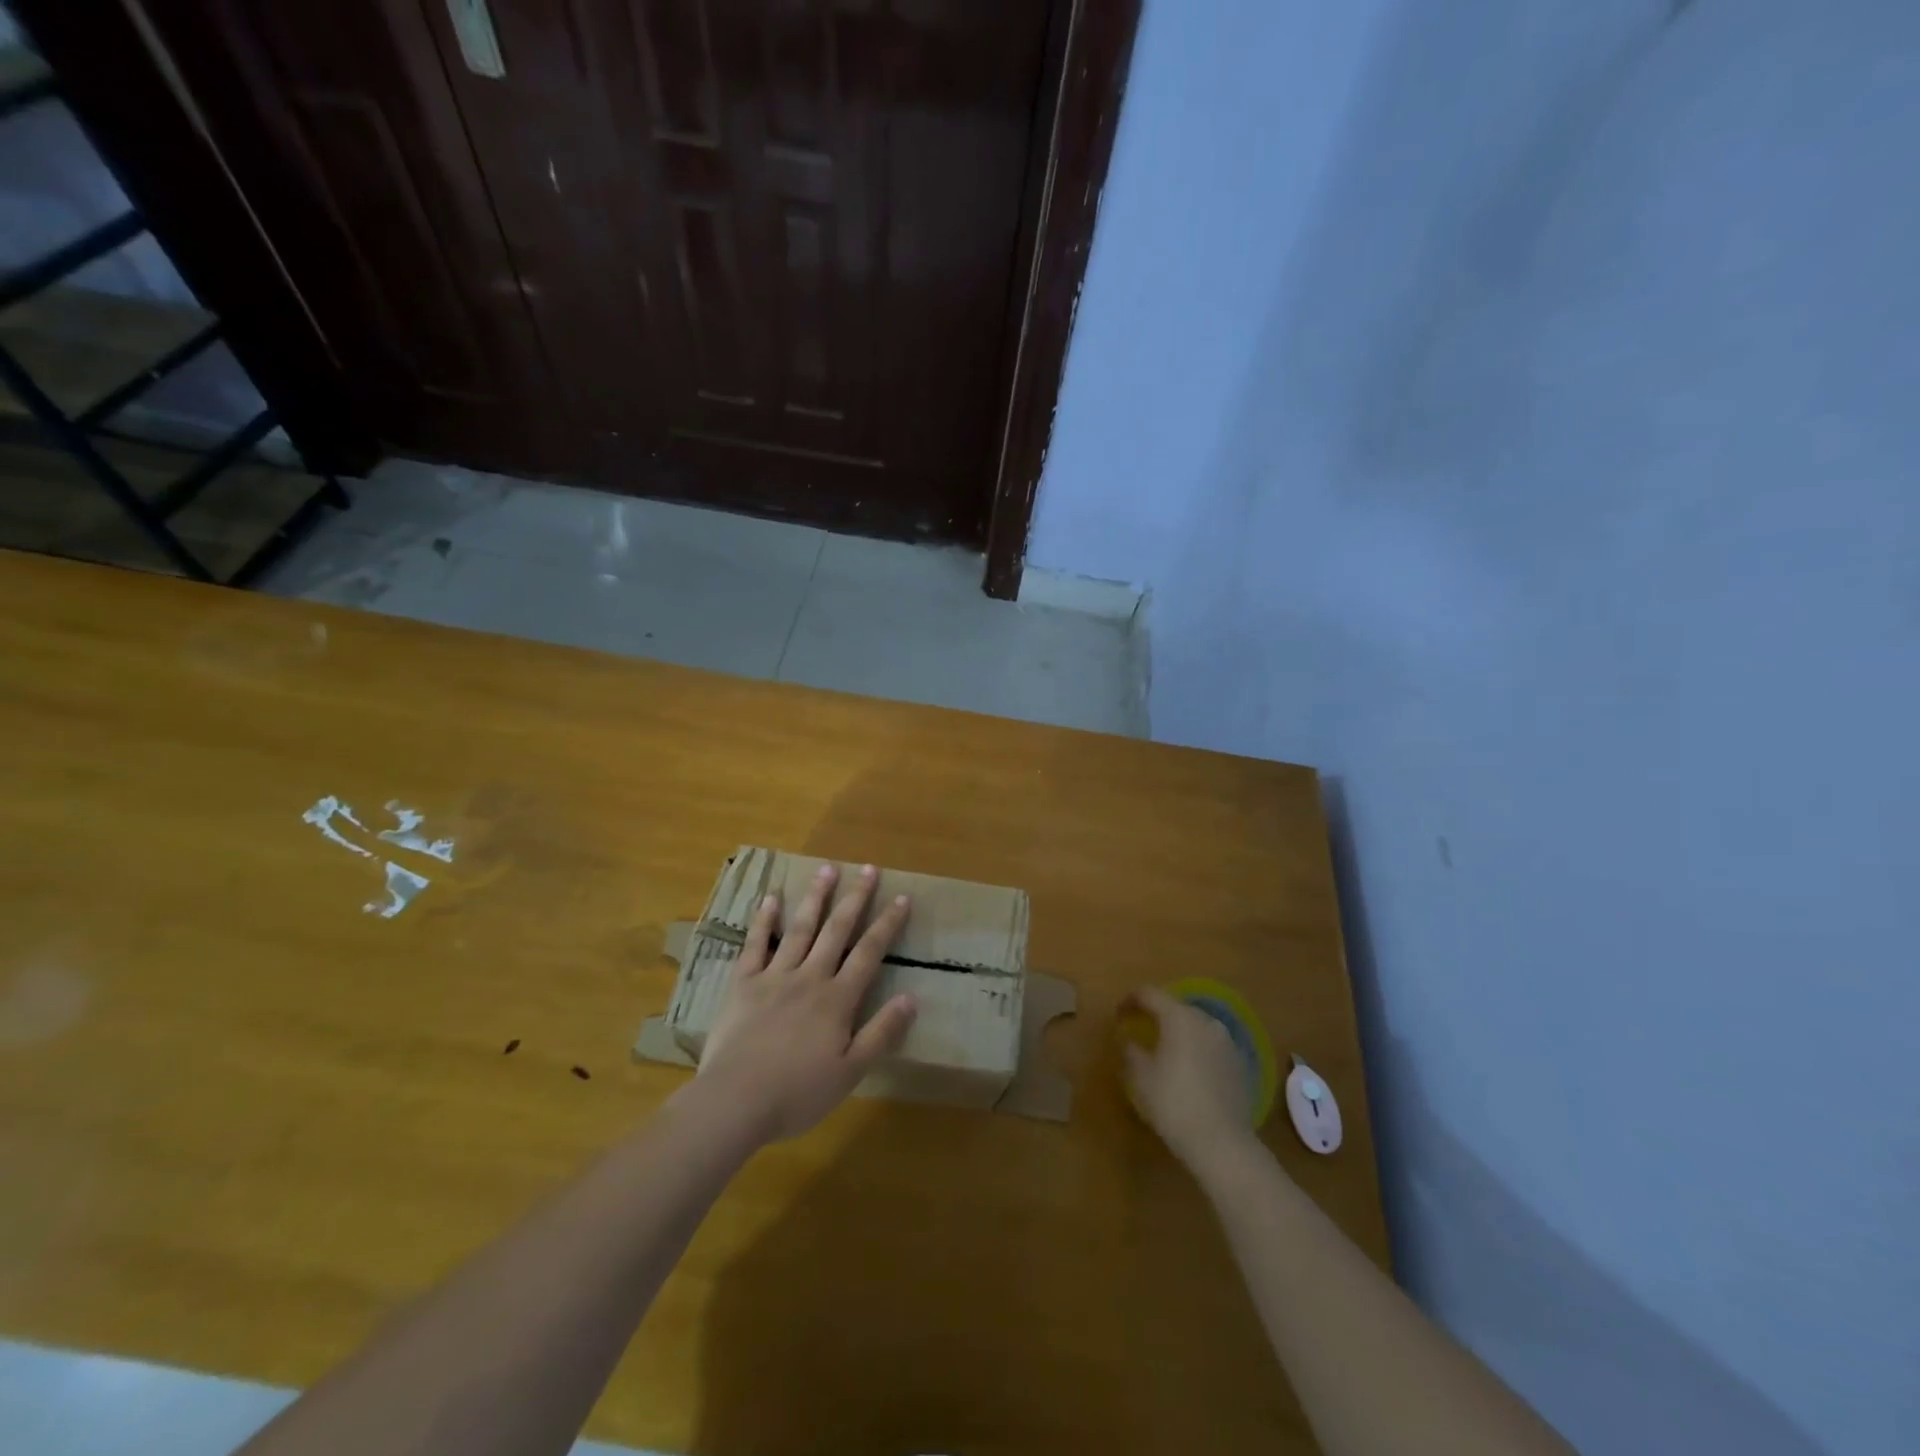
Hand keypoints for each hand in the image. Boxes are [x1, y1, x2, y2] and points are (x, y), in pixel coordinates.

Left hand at [695, 863, 916, 1144]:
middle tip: (869, 868)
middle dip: (855, 898)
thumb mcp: (851, 1071)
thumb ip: (881, 1033)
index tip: (902, 897)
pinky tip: (770, 898)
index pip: (869, 953)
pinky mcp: (743, 984)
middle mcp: (810, 977)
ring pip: (800, 929)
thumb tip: (912, 998)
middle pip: (837, 930)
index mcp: (837, 999)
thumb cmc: (797, 1093)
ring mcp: (774, 976)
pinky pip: (755, 945)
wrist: (735, 1101)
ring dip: (815, 898)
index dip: (887, 924)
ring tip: (827, 869)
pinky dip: (763, 920)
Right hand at [1123, 987, 1259, 1173]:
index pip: (1150, 994)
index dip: (1130, 1000)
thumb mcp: (1141, 1077)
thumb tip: (1130, 1041)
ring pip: (1196, 1026)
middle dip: (1157, 1015)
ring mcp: (1227, 1042)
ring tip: (1165, 1050)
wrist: (1223, 1143)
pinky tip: (1189, 1070)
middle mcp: (1206, 1021)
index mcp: (1179, 1017)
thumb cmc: (1174, 1103)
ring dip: (1179, 1032)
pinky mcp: (1240, 1063)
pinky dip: (1196, 1049)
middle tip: (1140, 1029)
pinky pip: (1211, 1045)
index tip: (1118, 1014)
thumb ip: (1131, 1051)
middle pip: (1176, 1008)